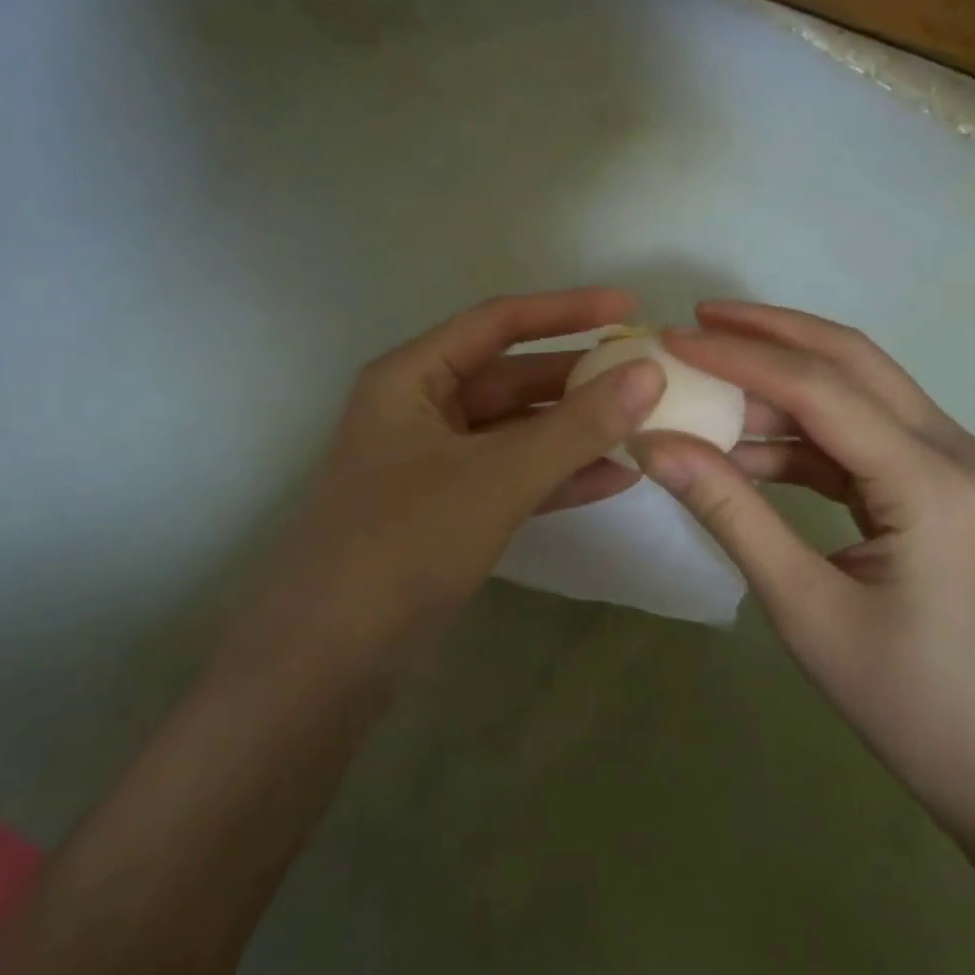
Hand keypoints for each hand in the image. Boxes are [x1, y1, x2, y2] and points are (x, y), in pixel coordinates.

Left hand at [251, 289, 665, 661]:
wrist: (325, 665)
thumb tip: (649, 373)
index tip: (628, 308)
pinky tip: (616, 478)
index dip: (566, 311)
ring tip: (645, 427)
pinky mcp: (447, 511)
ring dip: (575, 431)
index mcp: (411, 377)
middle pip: (511, 377)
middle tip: (648, 378)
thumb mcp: (495, 478)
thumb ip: (575, 426)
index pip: (498, 323)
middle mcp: (421, 409)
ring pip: (517, 431)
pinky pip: (512, 477)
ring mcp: (434, 463)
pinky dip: (558, 476)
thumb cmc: (402, 545)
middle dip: (578, 379)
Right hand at [630, 301, 974, 819]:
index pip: (820, 388)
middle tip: (697, 320)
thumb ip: (730, 513)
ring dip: (781, 382)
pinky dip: (800, 431)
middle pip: (851, 359)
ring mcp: (951, 464)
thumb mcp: (804, 608)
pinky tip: (747, 446)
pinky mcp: (936, 486)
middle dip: (770, 332)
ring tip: (708, 385)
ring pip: (856, 390)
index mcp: (930, 481)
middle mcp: (953, 451)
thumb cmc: (911, 702)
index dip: (740, 357)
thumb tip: (654, 444)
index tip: (672, 341)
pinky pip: (859, 434)